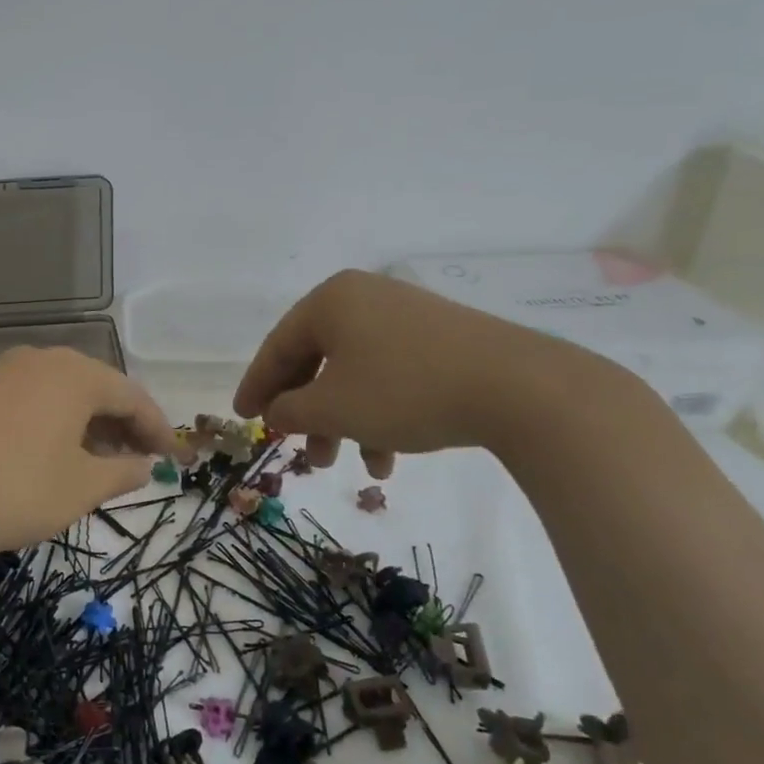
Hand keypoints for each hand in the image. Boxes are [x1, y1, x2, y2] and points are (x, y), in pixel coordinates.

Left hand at [0, 346, 177, 551]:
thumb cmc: (18, 486)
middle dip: (121, 424)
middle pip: (96, 388)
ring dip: (86, 423)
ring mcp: (4, 370)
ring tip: (97, 459)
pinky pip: (30, 398)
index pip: (132, 396)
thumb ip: (121, 473)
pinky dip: (52, 420)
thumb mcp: (80, 487)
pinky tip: (52, 450)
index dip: (156, 428)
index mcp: (76, 375)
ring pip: (61, 392)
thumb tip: (144, 465)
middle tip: (137, 459)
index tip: (170, 457)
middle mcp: (42, 360)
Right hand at [234, 270, 577, 472]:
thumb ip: (290, 411)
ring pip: (355, 373)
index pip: (278, 346)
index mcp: (331, 301)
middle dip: (306, 413)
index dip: (257, 387)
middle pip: (317, 360)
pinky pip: (391, 375)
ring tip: (344, 465)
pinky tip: (389, 458)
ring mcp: (406, 317)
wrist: (520, 388)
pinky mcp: (441, 340)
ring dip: (343, 421)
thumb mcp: (333, 408)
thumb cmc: (405, 390)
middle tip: (296, 450)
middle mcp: (365, 298)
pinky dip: (379, 413)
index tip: (243, 418)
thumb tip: (275, 413)